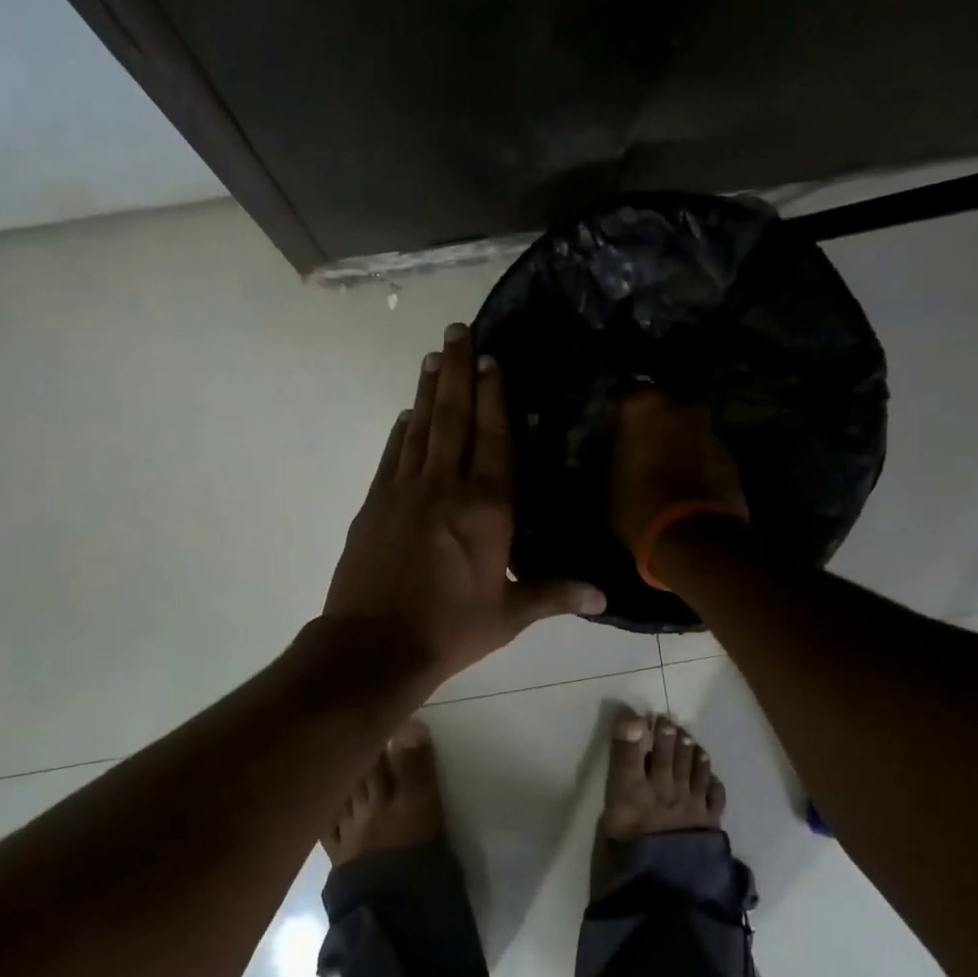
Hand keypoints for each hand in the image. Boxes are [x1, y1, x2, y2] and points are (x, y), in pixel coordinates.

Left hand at [325, 323, 605, 686]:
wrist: (373, 647)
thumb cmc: (449, 630)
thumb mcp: (509, 615)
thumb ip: (555, 594)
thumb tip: (604, 596)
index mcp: (487, 509)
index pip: (494, 439)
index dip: (495, 395)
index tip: (492, 358)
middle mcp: (446, 487)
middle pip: (454, 418)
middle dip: (458, 371)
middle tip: (456, 329)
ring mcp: (405, 491)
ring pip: (421, 427)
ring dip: (429, 389)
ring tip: (434, 355)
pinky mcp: (374, 503)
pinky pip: (393, 455)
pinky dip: (402, 430)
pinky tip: (407, 412)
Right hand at [608, 388, 749, 550]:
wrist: (694, 539)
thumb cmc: (638, 504)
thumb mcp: (607, 481)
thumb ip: (608, 455)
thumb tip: (605, 451)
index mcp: (646, 405)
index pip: (620, 398)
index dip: (611, 418)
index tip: (606, 436)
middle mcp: (682, 406)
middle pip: (660, 407)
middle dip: (649, 424)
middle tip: (636, 447)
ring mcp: (711, 431)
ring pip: (685, 428)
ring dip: (674, 441)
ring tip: (661, 467)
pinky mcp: (730, 457)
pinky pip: (703, 451)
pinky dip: (693, 460)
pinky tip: (683, 483)